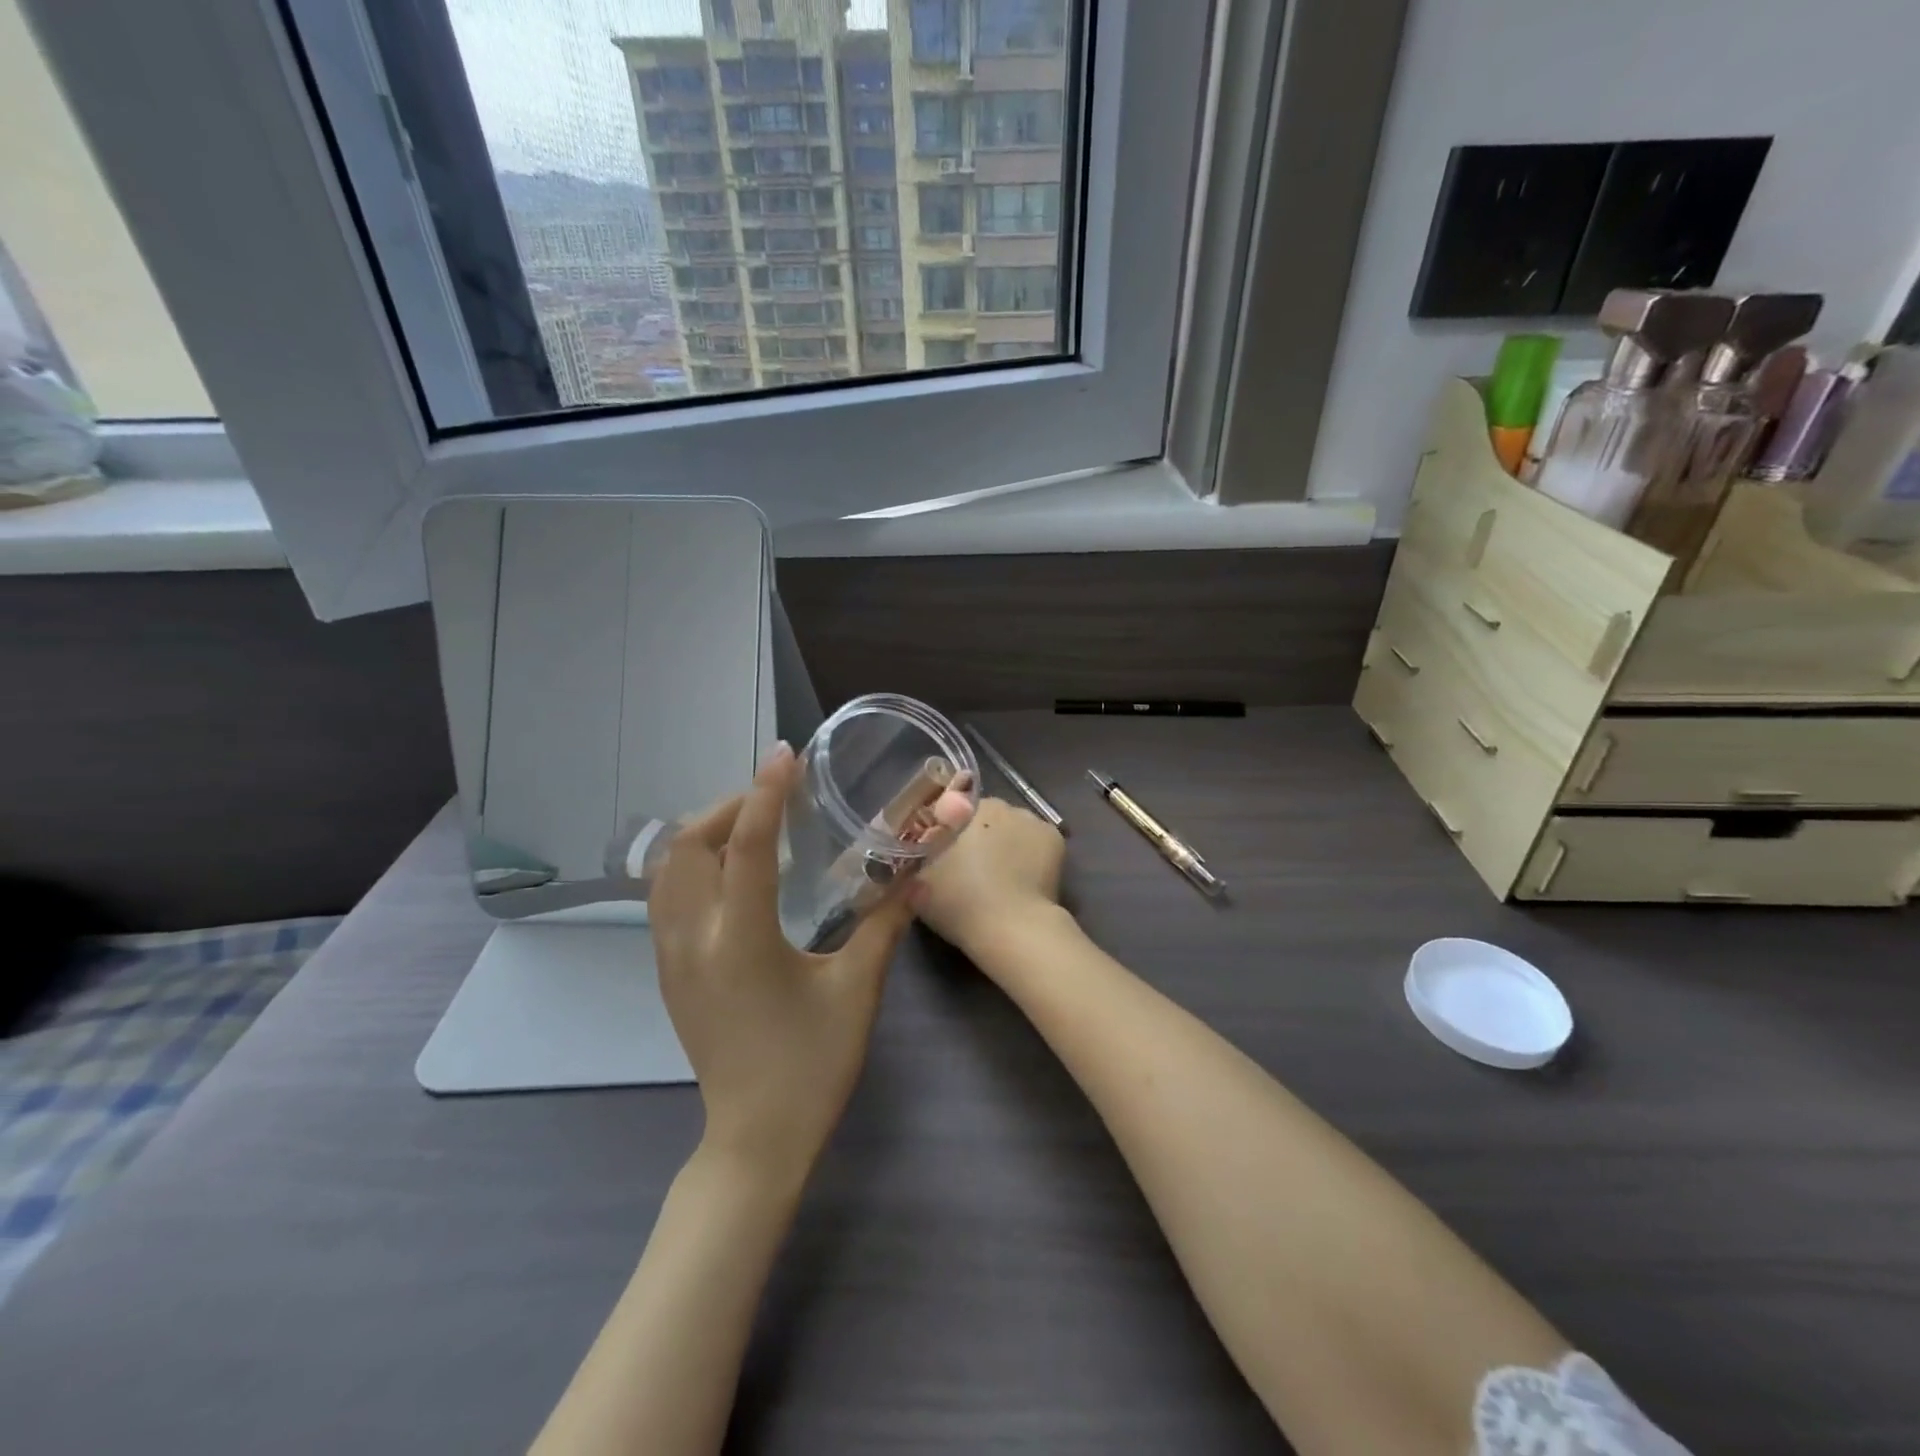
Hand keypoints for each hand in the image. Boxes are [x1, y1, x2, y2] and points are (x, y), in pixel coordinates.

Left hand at [649, 744, 913, 1179]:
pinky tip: (730, 873)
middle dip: (728, 806)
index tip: (785, 755)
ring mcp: (671, 957)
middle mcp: (693, 939)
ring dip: (703, 833)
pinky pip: (666, 897)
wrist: (754, 1138)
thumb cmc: (811, 1065)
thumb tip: (914, 876)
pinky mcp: (668, 972)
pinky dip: (692, 864)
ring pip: (667, 870)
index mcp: (741, 940)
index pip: (744, 847)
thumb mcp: (856, 991)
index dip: (765, 793)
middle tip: (774, 797)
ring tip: (750, 825)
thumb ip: (884, 926)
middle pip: (688, 846)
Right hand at [911, 797, 1066, 962]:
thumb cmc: (960, 902)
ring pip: (1013, 826)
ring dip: (1006, 842)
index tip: (946, 853)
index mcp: (966, 808)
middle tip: (972, 867)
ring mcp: (1032, 820)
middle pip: (985, 816)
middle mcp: (1002, 804)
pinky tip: (1024, 877)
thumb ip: (919, 855)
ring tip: (1002, 876)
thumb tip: (922, 846)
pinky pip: (1035, 840)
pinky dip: (1030, 853)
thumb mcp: (918, 879)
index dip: (949, 830)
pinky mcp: (1055, 839)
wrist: (1012, 929)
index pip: (953, 808)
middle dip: (978, 835)